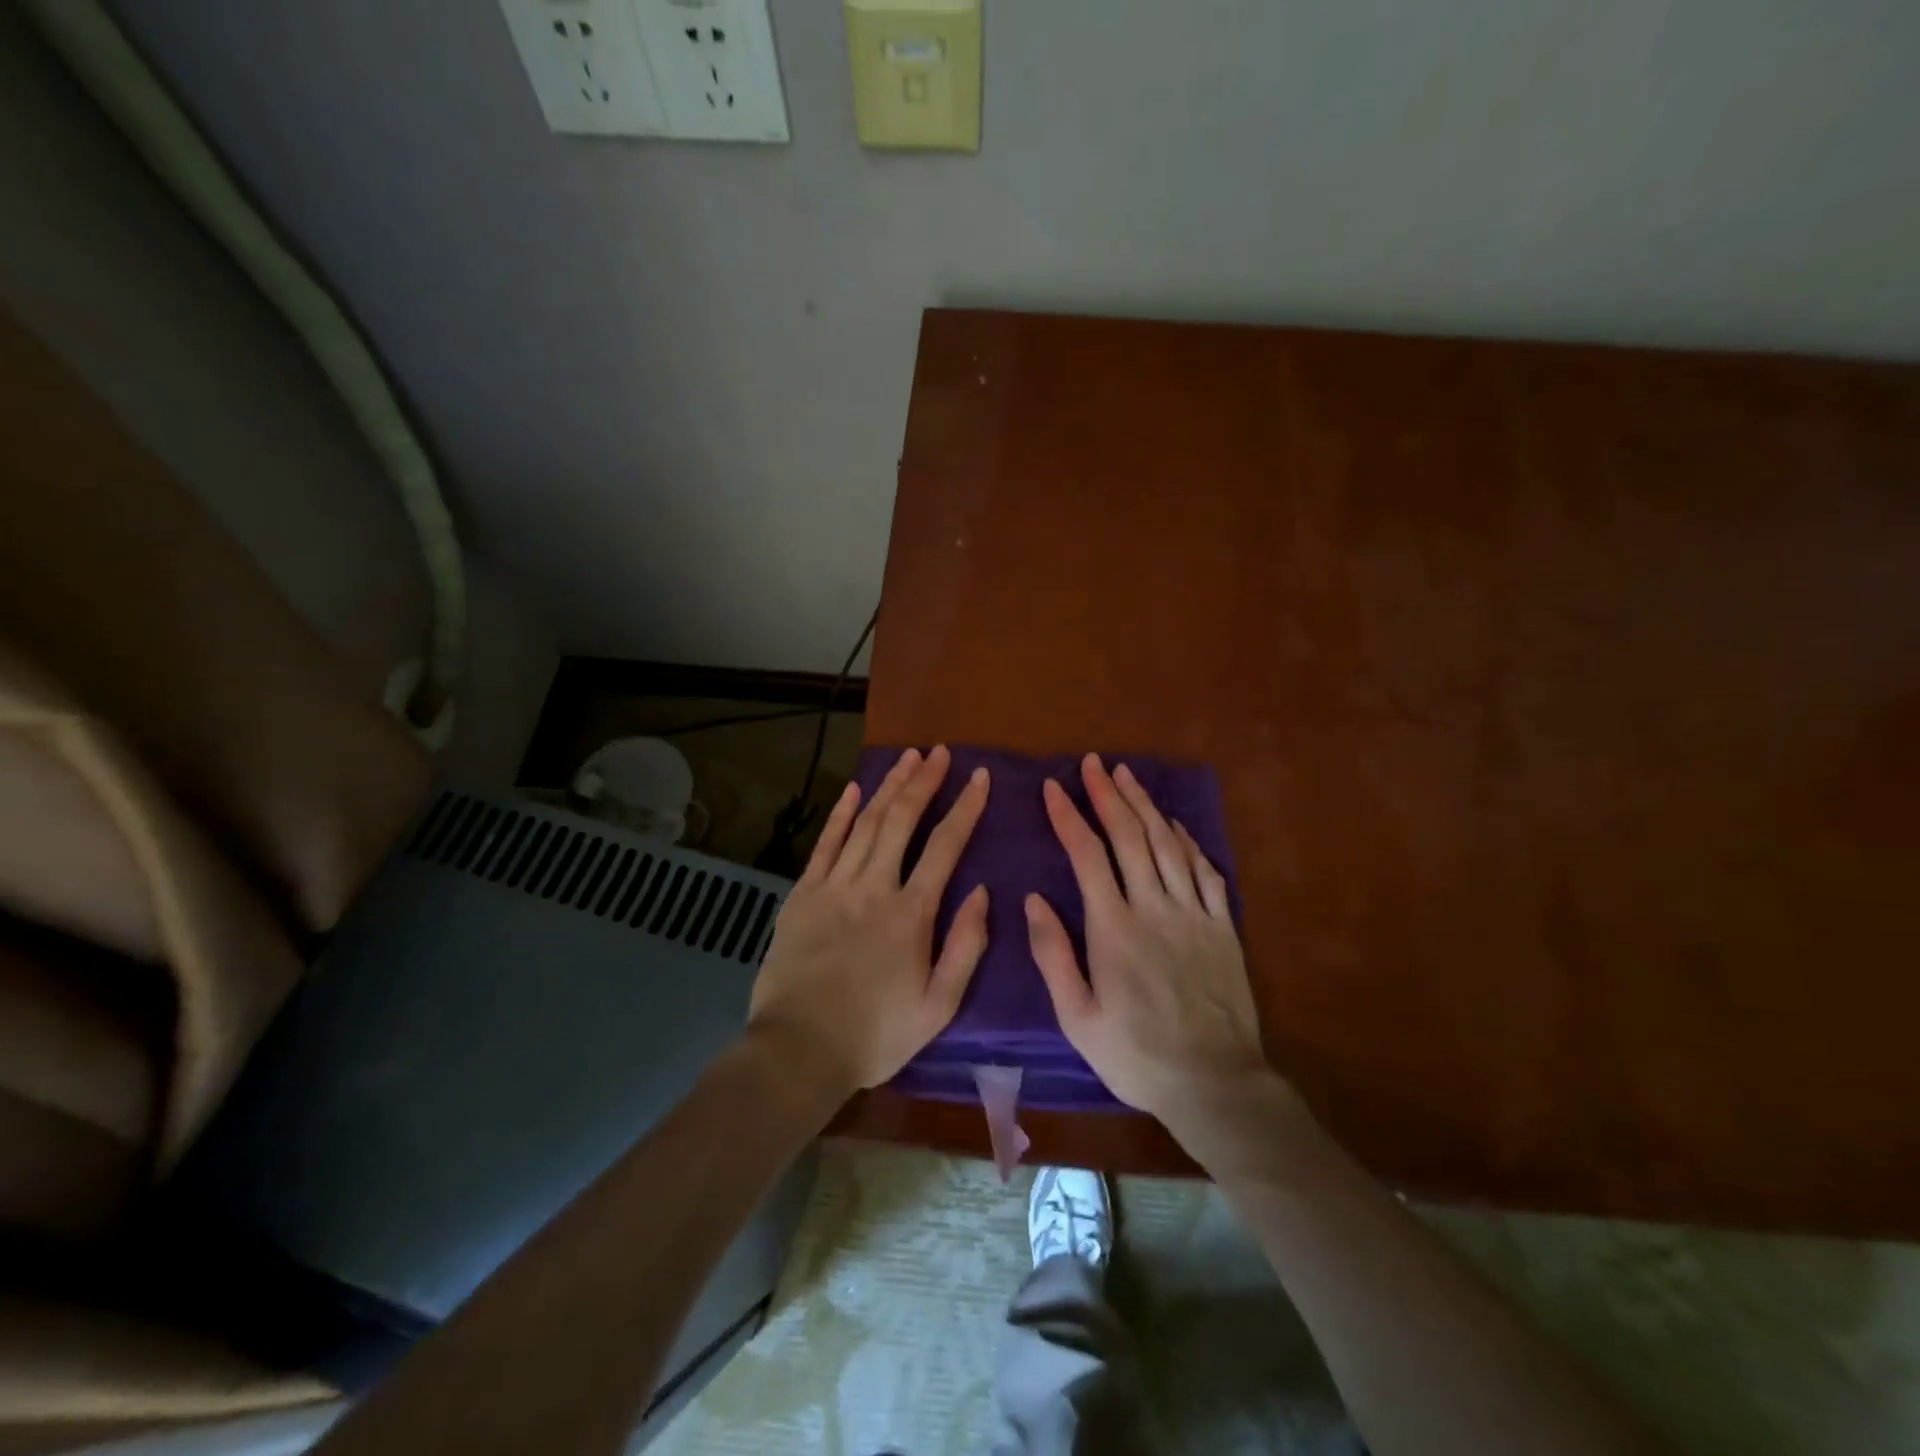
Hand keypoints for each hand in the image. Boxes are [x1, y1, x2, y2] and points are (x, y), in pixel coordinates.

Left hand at [748, 745, 990, 1096]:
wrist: (799, 1051)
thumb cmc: (876, 1034)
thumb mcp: (939, 1006)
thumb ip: (966, 946)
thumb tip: (983, 892)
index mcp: (911, 913)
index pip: (945, 846)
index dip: (965, 807)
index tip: (979, 776)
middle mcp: (874, 887)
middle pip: (902, 820)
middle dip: (924, 781)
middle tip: (940, 752)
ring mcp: (834, 887)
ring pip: (866, 823)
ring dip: (888, 787)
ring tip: (908, 757)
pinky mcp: (802, 895)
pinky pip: (825, 844)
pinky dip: (841, 814)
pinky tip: (854, 789)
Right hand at [1026, 754, 1270, 1122]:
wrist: (1215, 1083)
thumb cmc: (1136, 1055)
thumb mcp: (1078, 1018)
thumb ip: (1053, 955)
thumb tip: (1033, 899)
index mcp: (1114, 929)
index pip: (1087, 855)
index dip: (1069, 816)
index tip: (1054, 787)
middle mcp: (1154, 907)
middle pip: (1130, 836)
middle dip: (1108, 795)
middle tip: (1094, 764)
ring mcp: (1193, 913)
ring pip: (1167, 843)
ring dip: (1145, 805)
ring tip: (1127, 776)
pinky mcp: (1222, 926)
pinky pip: (1204, 870)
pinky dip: (1187, 840)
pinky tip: (1174, 824)